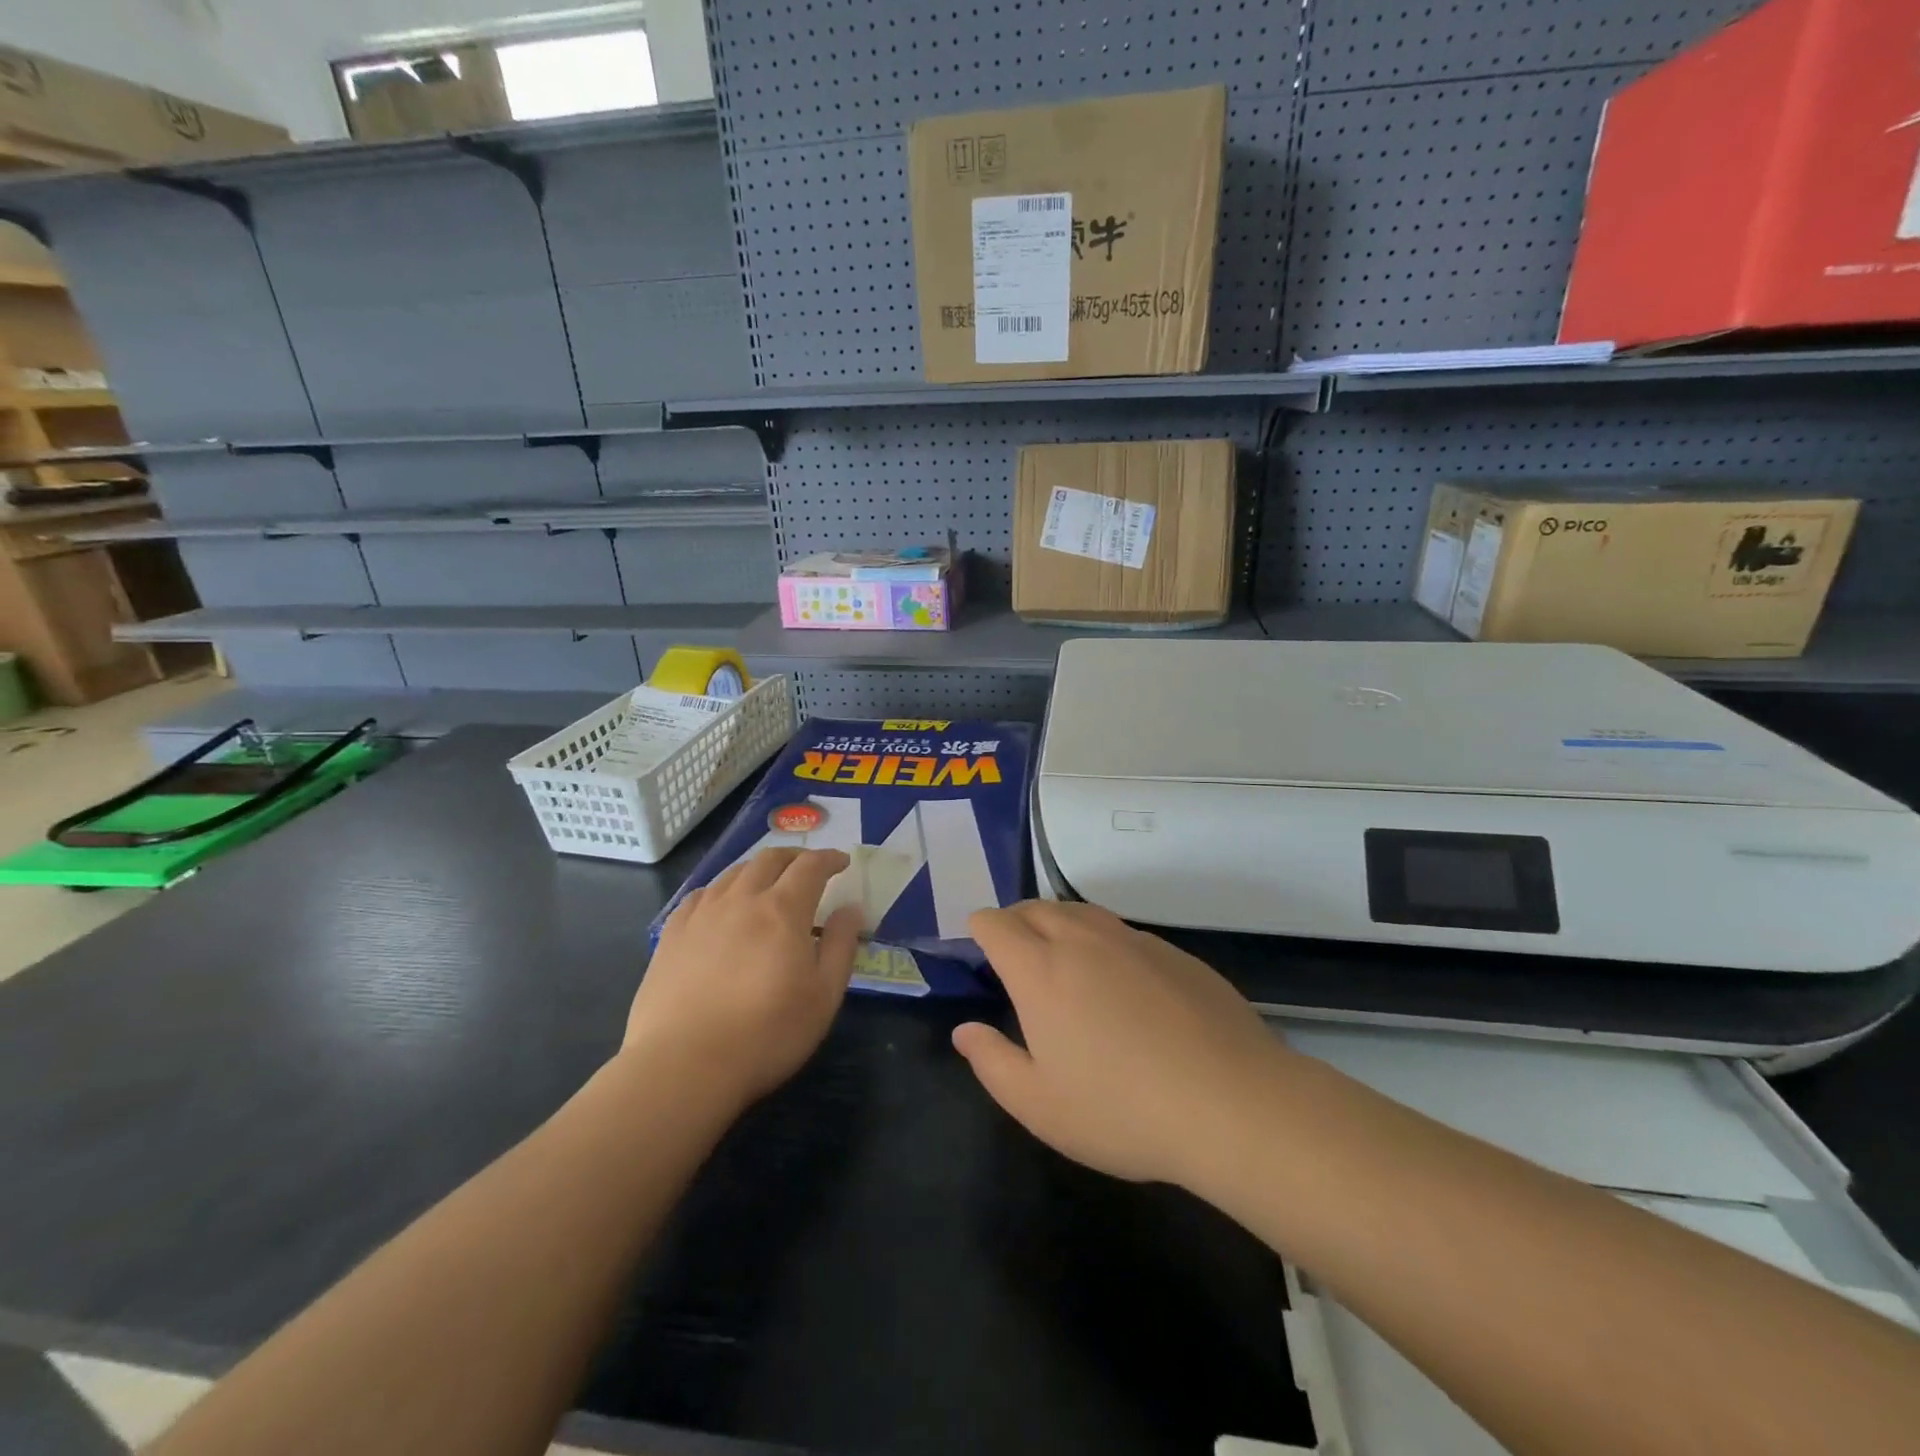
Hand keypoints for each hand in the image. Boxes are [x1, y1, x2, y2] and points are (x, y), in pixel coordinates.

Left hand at [625, 848, 862, 1108]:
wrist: (683, 1066)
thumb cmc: (766, 1034)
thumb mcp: (823, 996)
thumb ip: (840, 946)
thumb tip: (851, 908)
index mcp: (783, 910)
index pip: (810, 866)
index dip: (829, 859)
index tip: (841, 862)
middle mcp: (742, 899)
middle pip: (770, 859)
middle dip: (794, 858)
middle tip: (808, 869)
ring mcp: (702, 914)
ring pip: (734, 873)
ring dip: (758, 870)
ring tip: (767, 884)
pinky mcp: (672, 934)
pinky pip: (701, 894)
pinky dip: (722, 890)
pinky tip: (722, 907)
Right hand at [954, 901, 1290, 1189]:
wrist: (1231, 1103)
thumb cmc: (1121, 1110)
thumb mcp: (1039, 1104)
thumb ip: (992, 1062)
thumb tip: (965, 1030)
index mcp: (1041, 969)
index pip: (996, 923)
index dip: (980, 928)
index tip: (978, 945)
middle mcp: (1083, 940)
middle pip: (1036, 908)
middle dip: (1015, 919)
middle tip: (1013, 950)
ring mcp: (1133, 941)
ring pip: (1081, 912)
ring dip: (1059, 923)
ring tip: (1060, 956)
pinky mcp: (1174, 952)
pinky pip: (1123, 932)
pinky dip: (1103, 942)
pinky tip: (1120, 981)